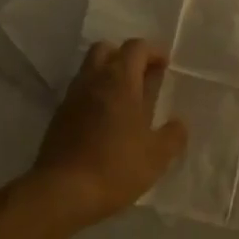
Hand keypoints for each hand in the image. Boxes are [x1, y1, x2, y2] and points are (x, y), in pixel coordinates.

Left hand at [33, 40, 187, 226]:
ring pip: (90, 69)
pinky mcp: (59, 115)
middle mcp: (93, 80)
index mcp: (119, 81)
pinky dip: (95, 94)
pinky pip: (80, 91)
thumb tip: (179, 123)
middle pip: (107, 50)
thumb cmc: (116, 167)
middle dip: (126, 57)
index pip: (135, 48)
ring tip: (127, 101)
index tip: (165, 65)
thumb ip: (173, 135)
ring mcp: (72, 97)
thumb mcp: (157, 156)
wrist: (62, 191)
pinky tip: (106, 120)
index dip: (153, 51)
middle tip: (143, 77)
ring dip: (109, 75)